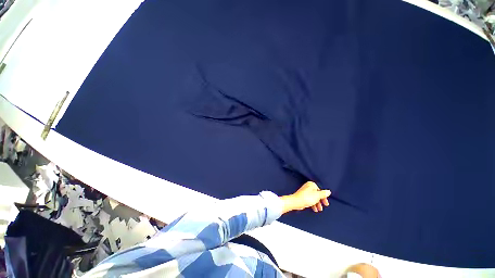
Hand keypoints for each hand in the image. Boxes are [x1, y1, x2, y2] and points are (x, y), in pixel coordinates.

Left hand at [280, 181, 330, 213]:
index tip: (326, 204)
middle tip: (322, 208)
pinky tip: (314, 209)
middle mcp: (308, 186)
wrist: (296, 201)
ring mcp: (305, 191)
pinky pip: (309, 200)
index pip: (320, 191)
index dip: (324, 198)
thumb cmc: (307, 198)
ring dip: (316, 204)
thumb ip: (323, 194)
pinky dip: (312, 204)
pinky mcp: (302, 196)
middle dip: (320, 202)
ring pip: (313, 198)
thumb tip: (328, 191)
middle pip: (317, 194)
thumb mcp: (317, 196)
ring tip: (318, 210)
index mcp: (311, 184)